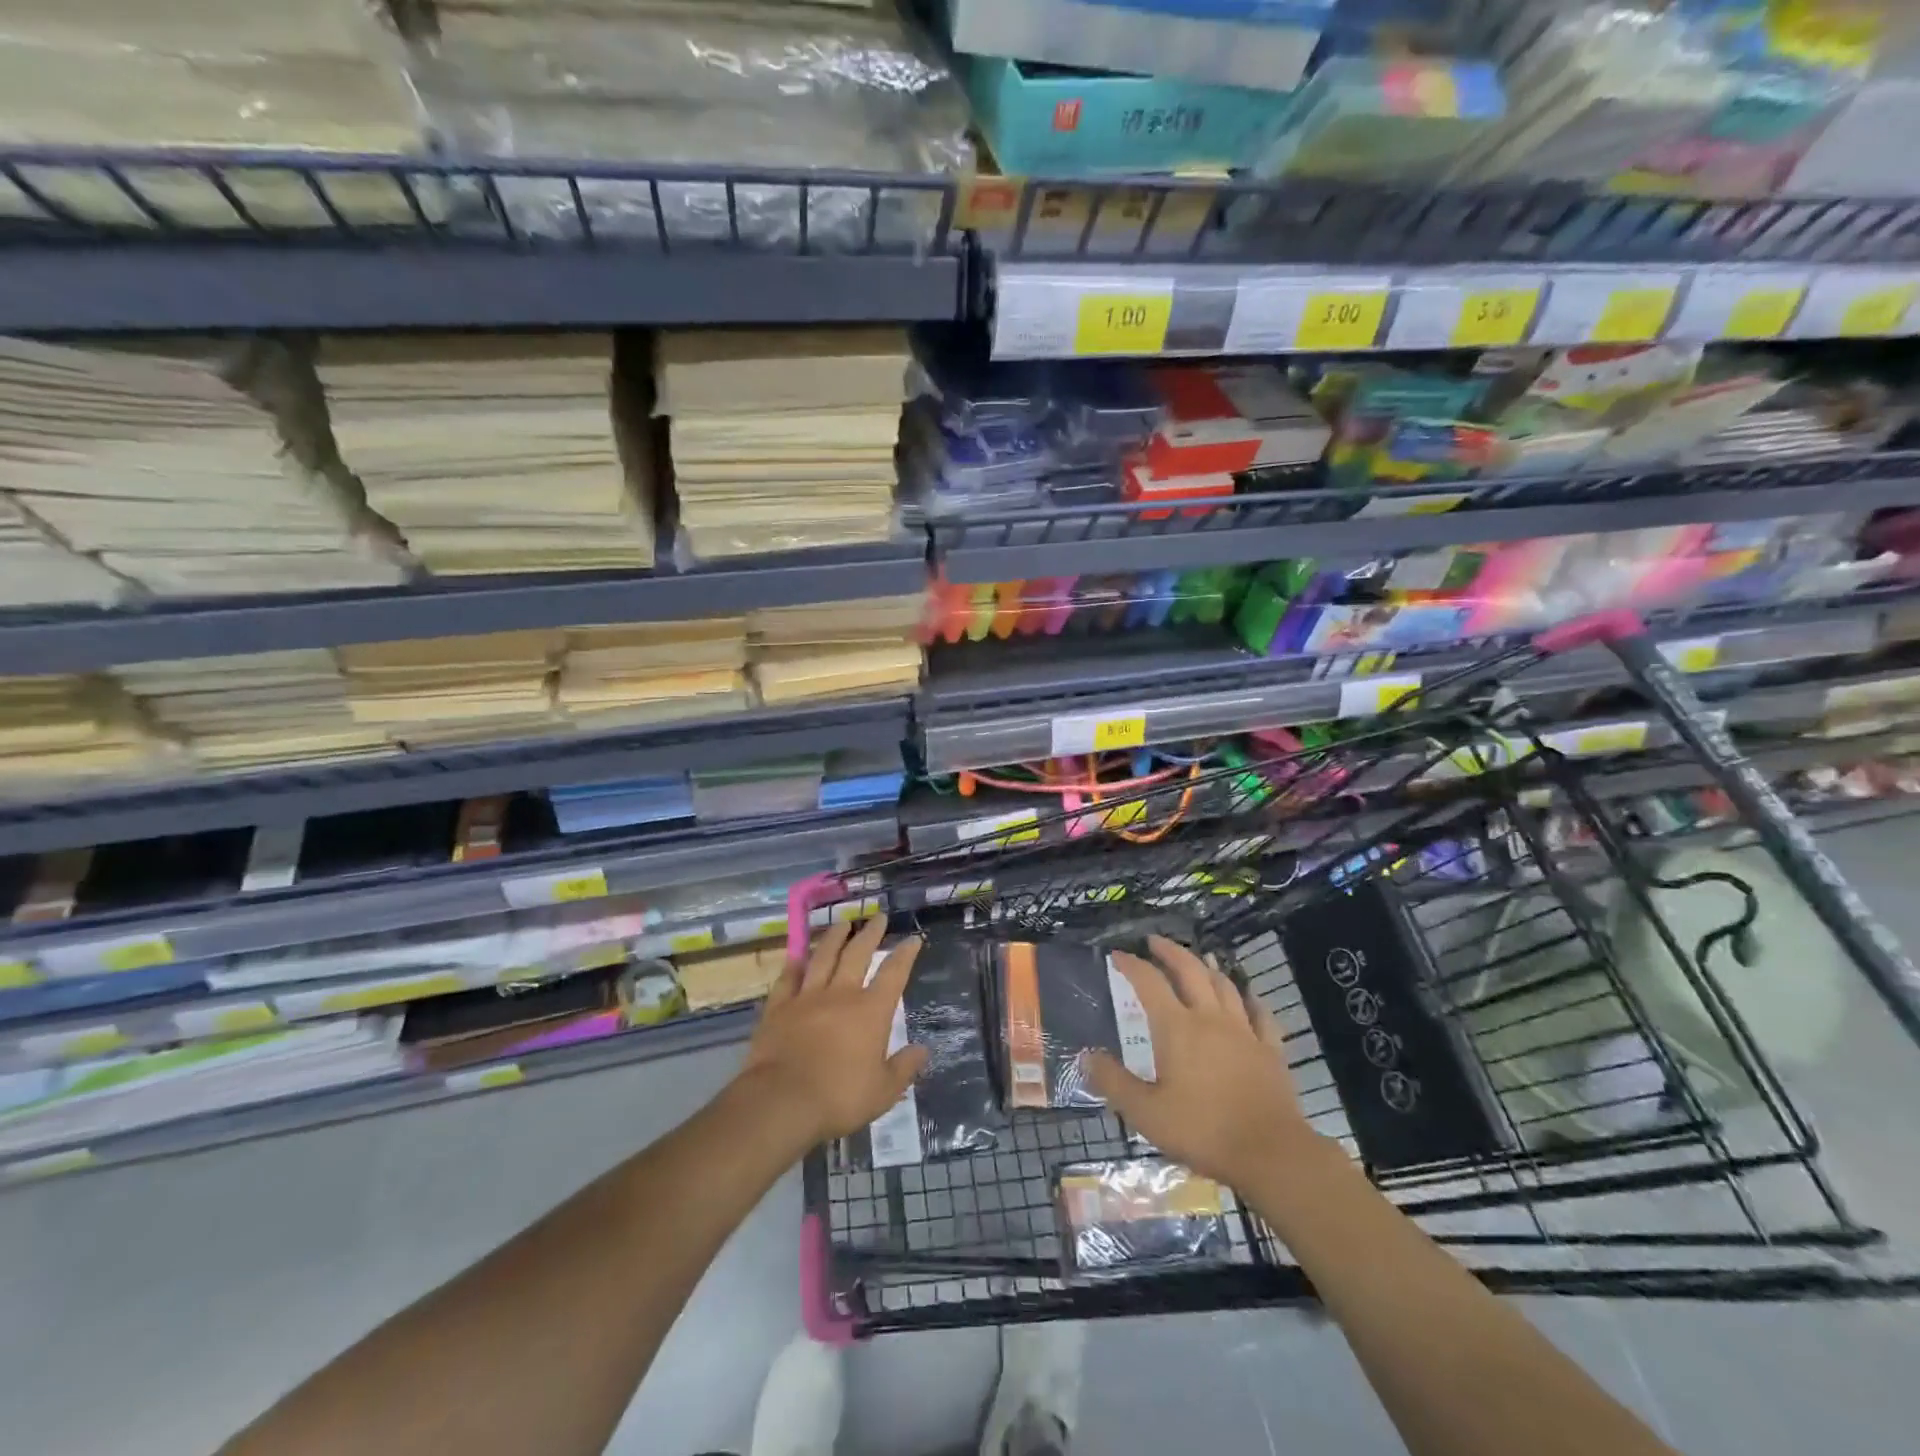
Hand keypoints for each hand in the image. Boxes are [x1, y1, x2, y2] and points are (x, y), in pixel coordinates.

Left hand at [736, 916, 928, 1147]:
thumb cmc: (839, 1098)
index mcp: (871, 1011)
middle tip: (878, 917)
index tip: (913, 939)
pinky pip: (788, 979)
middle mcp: (841, 995)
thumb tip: (923, 1050)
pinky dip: (794, 965)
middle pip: (857, 954)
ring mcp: (807, 997)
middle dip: (870, 934)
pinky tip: (798, 956)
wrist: (781, 1101)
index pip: (894, 974)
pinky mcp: (778, 1008)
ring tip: (842, 923)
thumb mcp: (883, 1091)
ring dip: (834, 937)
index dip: (905, 954)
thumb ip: (904, 1068)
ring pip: (823, 957)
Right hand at [1086, 935, 1323, 1191]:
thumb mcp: (1146, 1113)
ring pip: (1225, 986)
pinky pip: (1261, 1014)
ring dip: (1208, 968)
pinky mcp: (1270, 1050)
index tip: (1117, 955)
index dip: (1131, 965)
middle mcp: (1210, 1019)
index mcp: (1177, 1028)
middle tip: (1154, 942)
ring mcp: (1244, 1032)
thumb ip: (1114, 1082)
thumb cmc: (1203, 1130)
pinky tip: (1248, 997)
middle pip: (1190, 970)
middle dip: (1170, 951)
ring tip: (1199, 960)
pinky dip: (1251, 999)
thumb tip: (1087, 1057)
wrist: (1271, 1154)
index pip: (1149, 983)